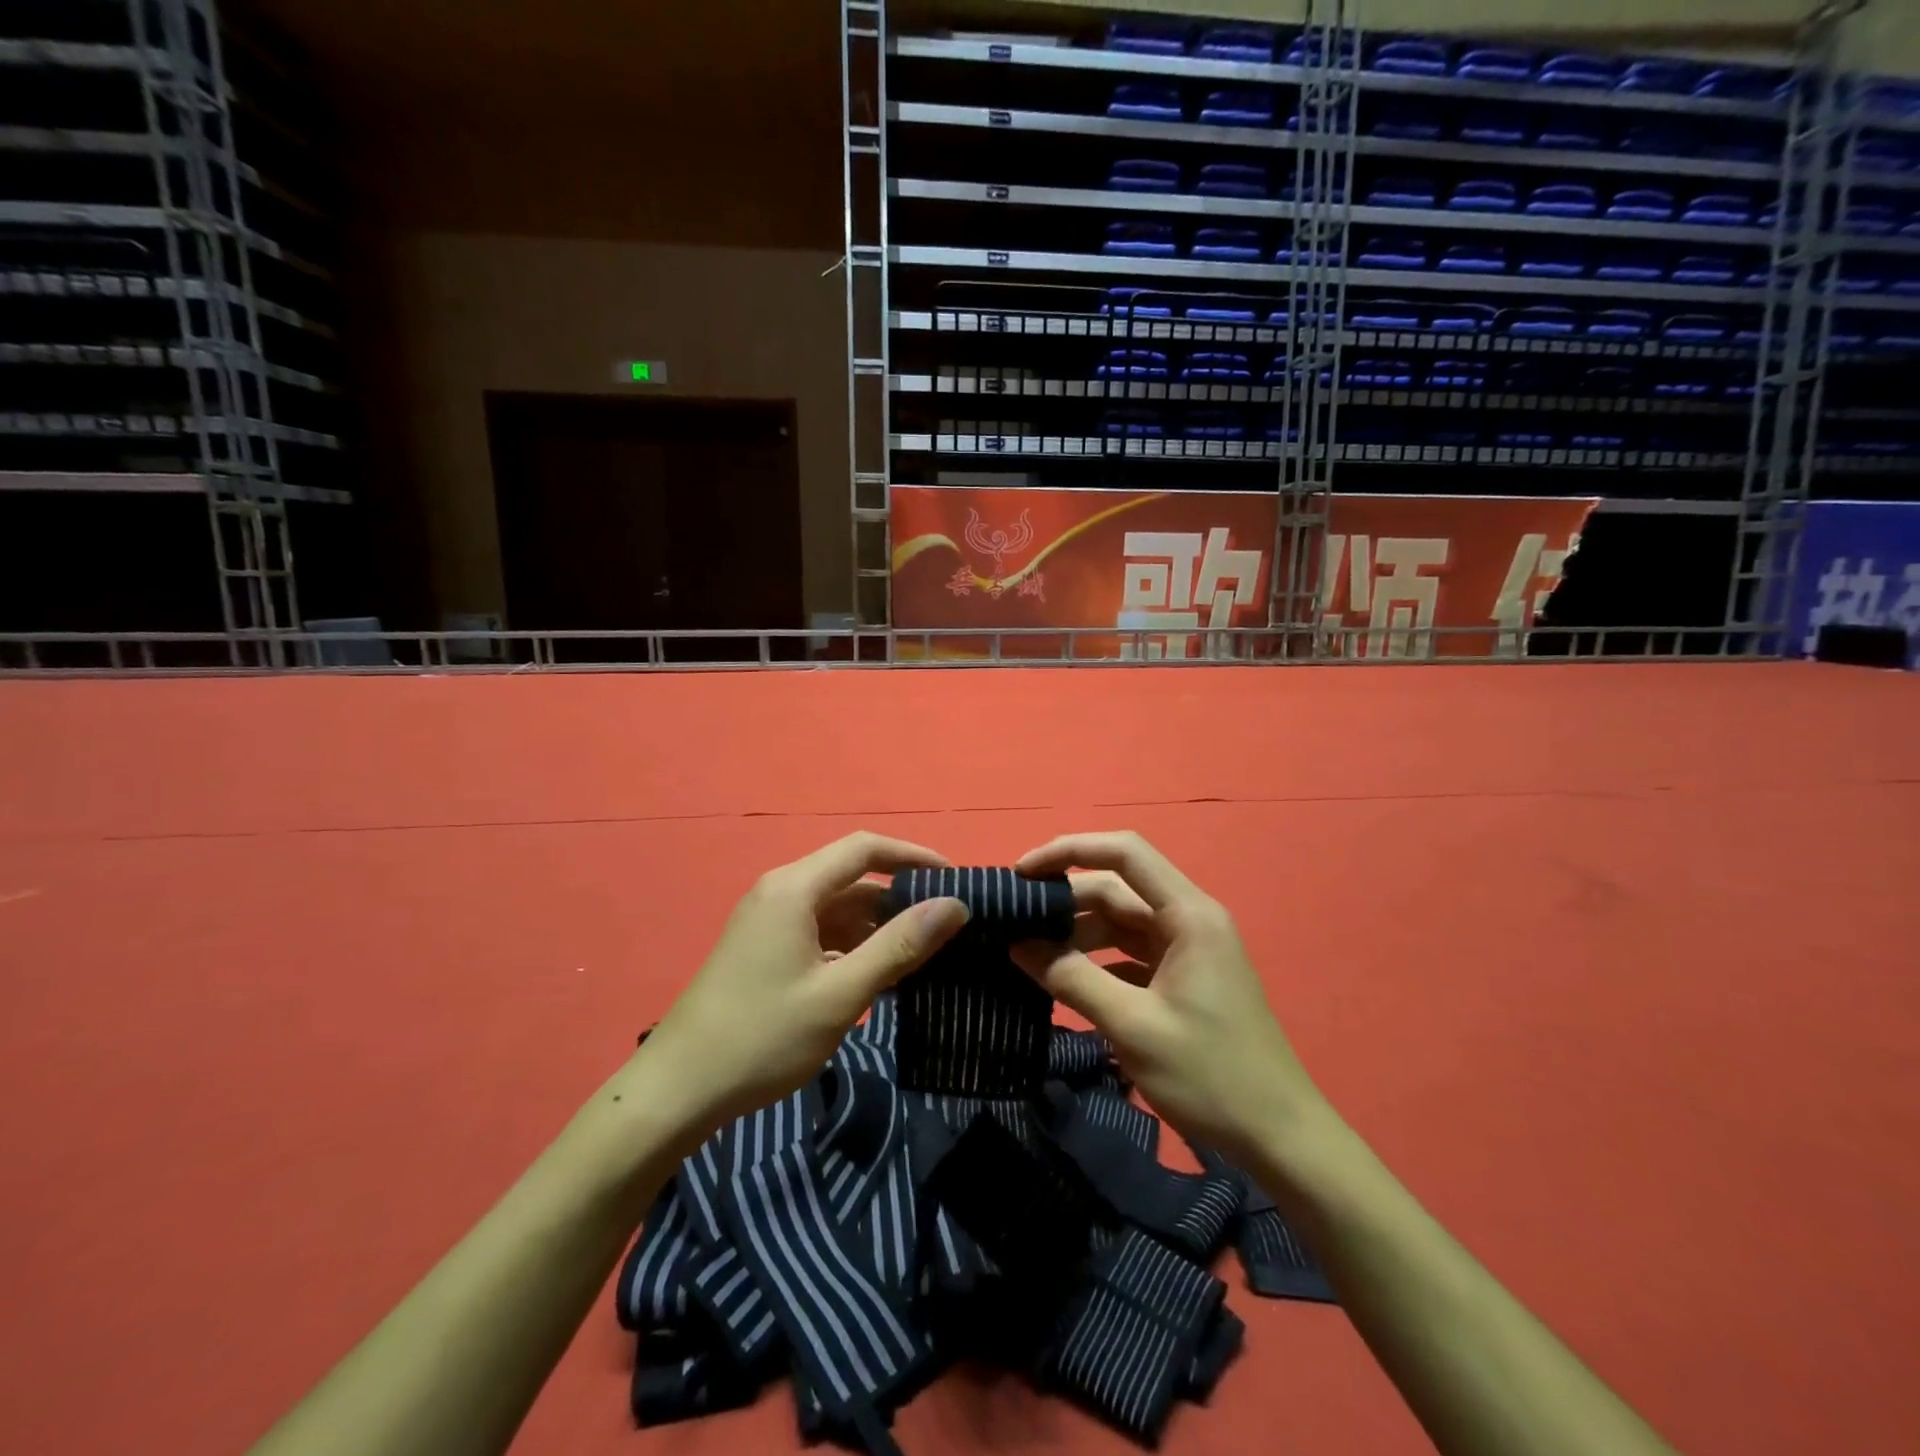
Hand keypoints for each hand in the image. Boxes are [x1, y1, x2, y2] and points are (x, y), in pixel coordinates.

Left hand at [640, 833, 968, 1142]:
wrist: (677, 1091)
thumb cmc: (762, 1037)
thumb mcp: (841, 994)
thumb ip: (900, 945)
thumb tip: (955, 905)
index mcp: (794, 888)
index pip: (866, 849)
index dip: (914, 857)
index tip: (956, 881)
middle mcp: (781, 893)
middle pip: (853, 879)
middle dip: (901, 899)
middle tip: (949, 929)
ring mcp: (769, 923)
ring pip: (839, 910)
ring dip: (879, 929)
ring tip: (925, 957)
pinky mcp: (765, 950)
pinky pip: (821, 934)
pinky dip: (854, 948)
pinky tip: (881, 979)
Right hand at [1010, 832, 1329, 1167]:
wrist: (1280, 1138)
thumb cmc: (1210, 1075)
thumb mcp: (1131, 1025)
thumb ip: (1071, 978)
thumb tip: (1018, 945)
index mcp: (1187, 914)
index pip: (1124, 853)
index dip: (1069, 850)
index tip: (1022, 872)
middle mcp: (1188, 919)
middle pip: (1117, 889)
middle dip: (1065, 899)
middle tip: (1012, 921)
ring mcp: (1187, 950)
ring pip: (1120, 922)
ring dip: (1076, 933)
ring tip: (1028, 953)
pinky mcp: (1182, 979)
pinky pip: (1129, 954)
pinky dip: (1095, 961)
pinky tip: (1064, 980)